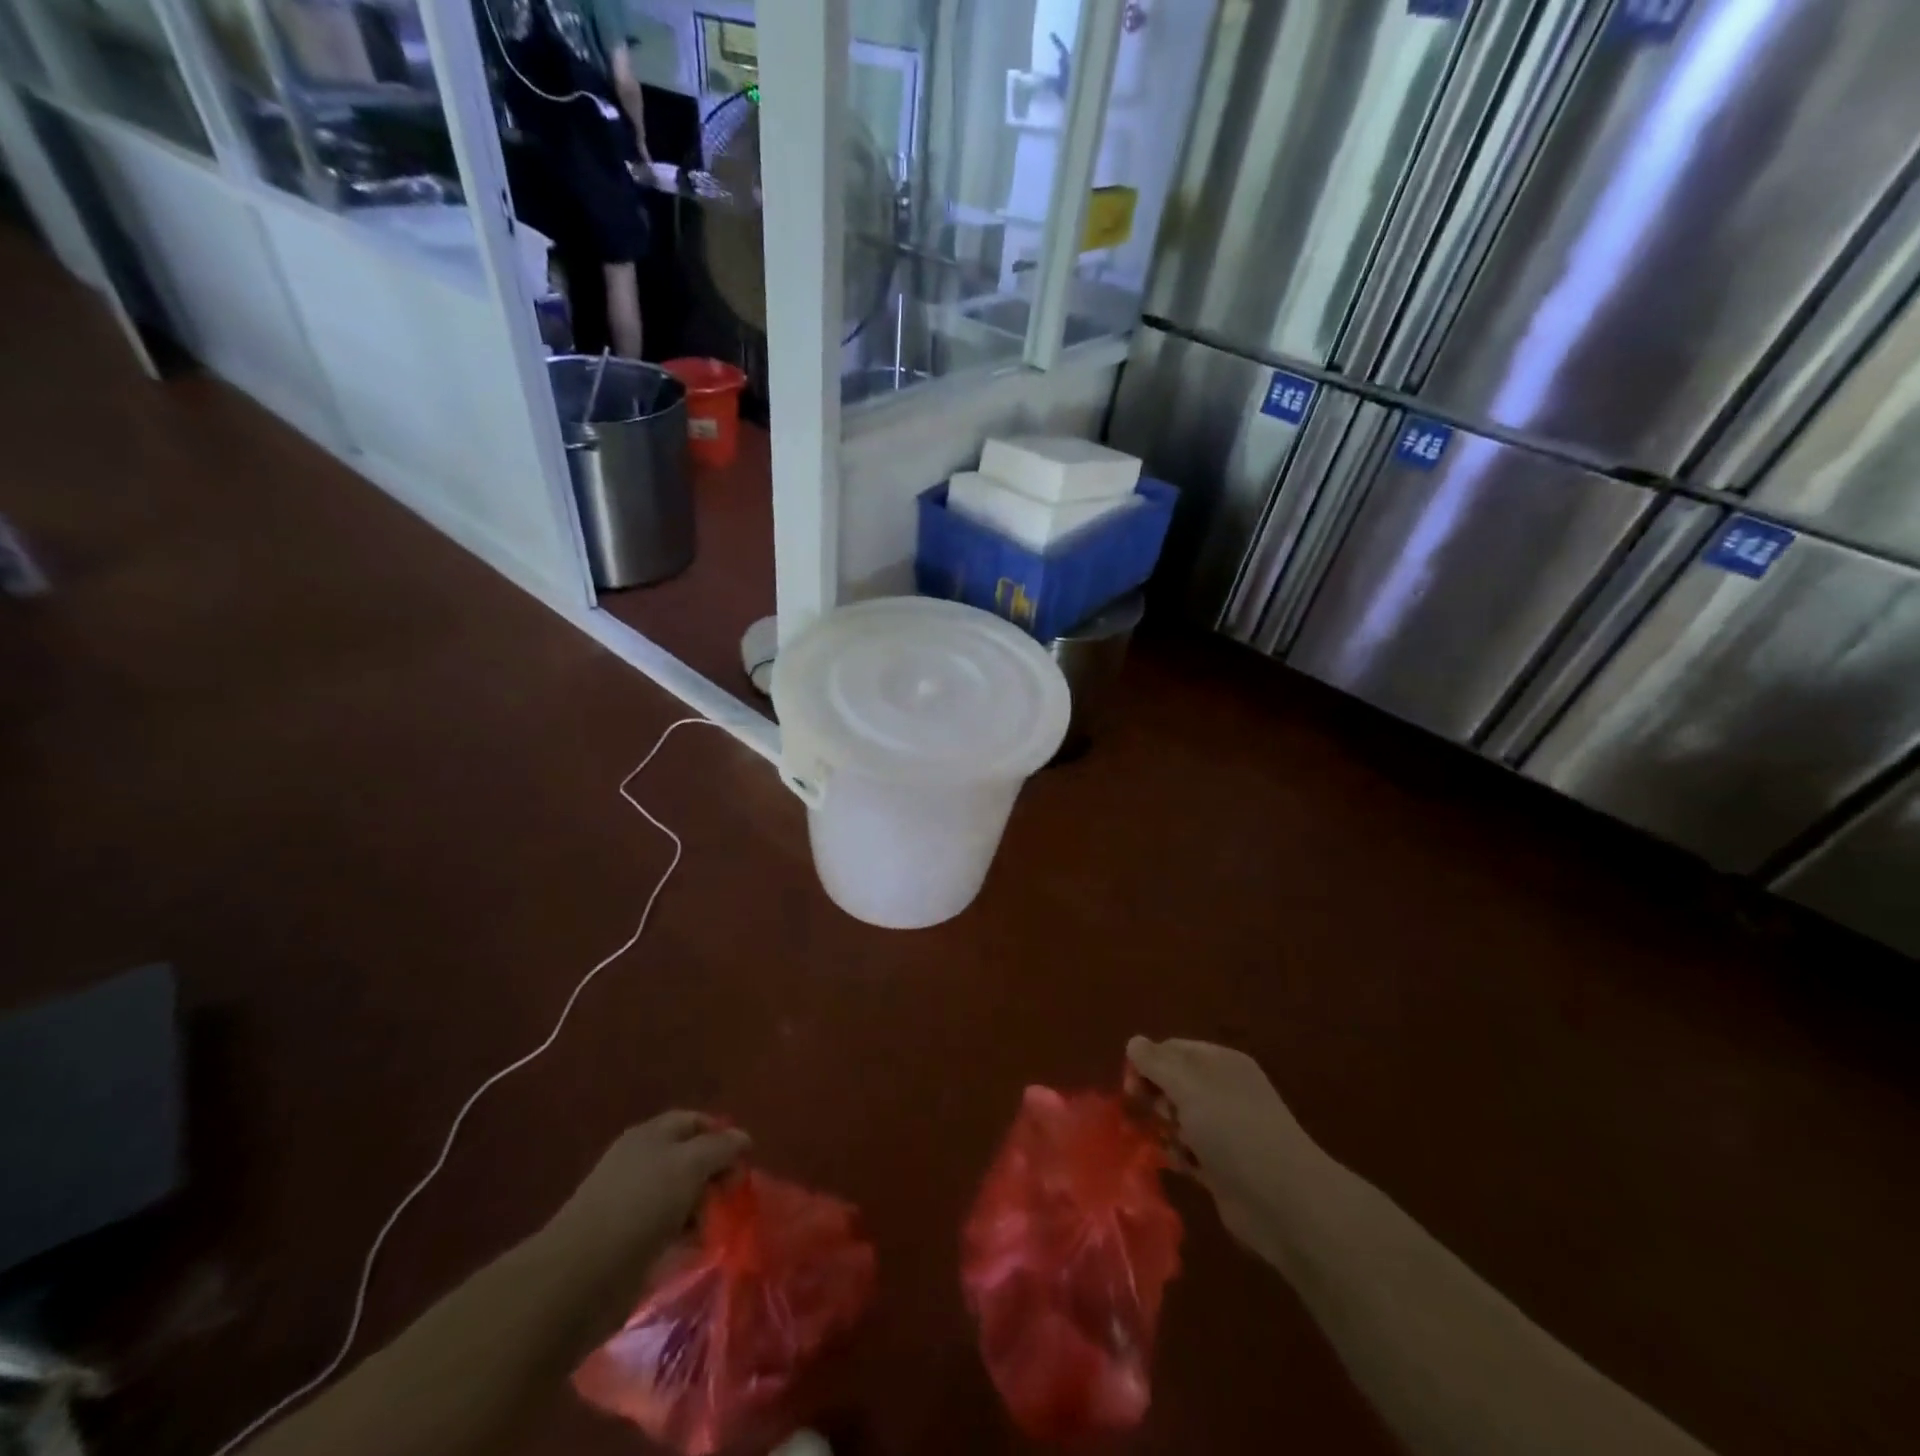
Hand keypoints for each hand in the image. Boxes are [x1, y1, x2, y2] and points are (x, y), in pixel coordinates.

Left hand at [550, 1112, 749, 1262]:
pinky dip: (684, 1234)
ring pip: (679, 1195)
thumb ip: (720, 1147)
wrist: (580, 1276)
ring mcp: (631, 1202)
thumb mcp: (689, 1165)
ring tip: (715, 1226)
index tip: (745, 1158)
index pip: (694, 1121)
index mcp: (650, 1135)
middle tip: (734, 1195)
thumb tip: (743, 1138)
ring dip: (701, 1207)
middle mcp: (640, 1162)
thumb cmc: (640, 1206)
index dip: (721, 1134)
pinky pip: (667, 1228)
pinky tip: (695, 1247)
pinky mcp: (628, 1240)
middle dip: (715, 1173)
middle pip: (689, 1157)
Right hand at [1126, 1038, 1313, 1261]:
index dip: (1146, 1064)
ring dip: (1166, 1129)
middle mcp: (1223, 1090)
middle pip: (1173, 1083)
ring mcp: (1225, 1130)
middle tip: (1154, 1116)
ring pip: (1178, 1118)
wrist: (1283, 1202)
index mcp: (1221, 1062)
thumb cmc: (1233, 1130)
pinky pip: (1188, 1151)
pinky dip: (1179, 1156)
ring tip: (1170, 1144)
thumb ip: (1157, 1062)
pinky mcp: (1222, 1166)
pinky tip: (1180, 1165)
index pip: (1172, 1050)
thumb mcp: (1189, 1086)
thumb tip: (1134, 1042)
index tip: (1131, 1088)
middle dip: (1156, 1097)